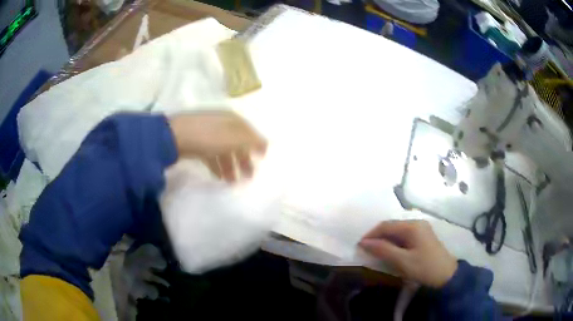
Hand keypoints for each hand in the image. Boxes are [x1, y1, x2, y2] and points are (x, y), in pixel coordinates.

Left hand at [169, 111, 266, 181]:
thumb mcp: (235, 139)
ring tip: (232, 182)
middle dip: (244, 160)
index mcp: (233, 120)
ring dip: (230, 166)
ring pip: (224, 151)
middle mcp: (223, 124)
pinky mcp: (197, 143)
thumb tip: (265, 145)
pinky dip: (217, 166)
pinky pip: (212, 155)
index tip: (263, 159)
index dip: (257, 145)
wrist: (176, 136)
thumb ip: (252, 142)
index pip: (249, 132)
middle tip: (249, 177)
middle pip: (237, 143)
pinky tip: (219, 177)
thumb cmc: (210, 136)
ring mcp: (209, 133)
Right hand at [359, 220, 457, 287]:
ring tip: (376, 252)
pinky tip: (390, 251)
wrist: (446, 275)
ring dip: (385, 240)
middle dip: (378, 237)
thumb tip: (364, 243)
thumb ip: (383, 250)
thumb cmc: (424, 267)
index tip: (359, 246)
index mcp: (412, 226)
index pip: (386, 225)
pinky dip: (394, 243)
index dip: (371, 234)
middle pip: (392, 226)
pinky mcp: (423, 236)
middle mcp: (417, 223)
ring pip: (397, 231)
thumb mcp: (402, 261)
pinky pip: (404, 236)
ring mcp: (421, 229)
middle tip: (366, 250)